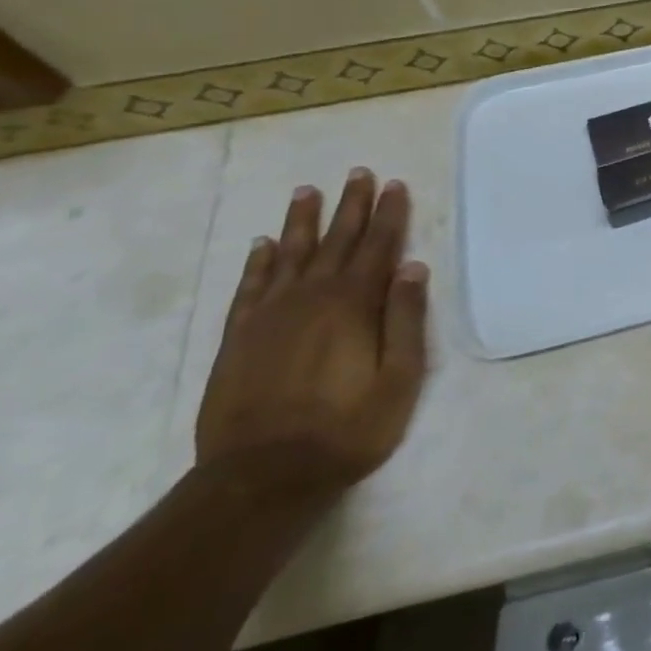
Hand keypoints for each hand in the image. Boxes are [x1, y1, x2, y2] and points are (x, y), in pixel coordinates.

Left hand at [195, 170, 429, 499]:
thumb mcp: (399, 379)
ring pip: (289, 254)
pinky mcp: (238, 337)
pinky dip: (257, 262)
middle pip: (336, 240)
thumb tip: (412, 266)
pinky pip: (249, 287)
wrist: (261, 477)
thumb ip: (405, 319)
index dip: (389, 214)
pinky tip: (262, 244)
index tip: (394, 184)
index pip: (378, 246)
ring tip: (308, 192)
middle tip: (358, 173)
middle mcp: (311, 297)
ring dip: (302, 221)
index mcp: (354, 304)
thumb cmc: (346, 429)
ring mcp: (269, 315)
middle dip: (351, 205)